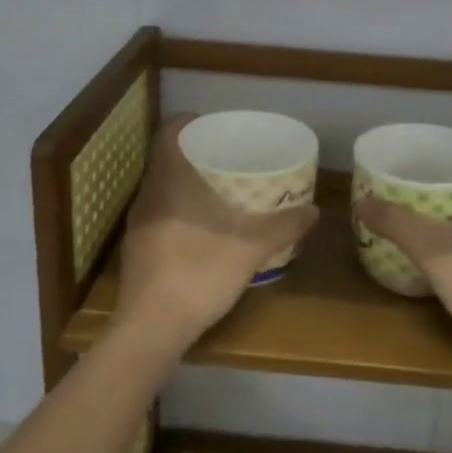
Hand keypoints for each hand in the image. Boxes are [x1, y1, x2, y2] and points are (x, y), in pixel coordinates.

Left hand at [112, 115, 319, 358]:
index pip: (168, 133)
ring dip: (185, 183)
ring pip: (161, 189)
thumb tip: (314, 210)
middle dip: (194, 153)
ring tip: (218, 189)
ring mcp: (138, 226)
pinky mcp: (137, 252)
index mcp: (169, 182)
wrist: (151, 329)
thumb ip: (283, 226)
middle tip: (226, 156)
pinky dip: (179, 210)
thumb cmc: (198, 273)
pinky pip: (158, 214)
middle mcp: (148, 197)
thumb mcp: (250, 248)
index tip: (214, 125)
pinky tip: (202, 228)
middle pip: (165, 160)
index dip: (189, 122)